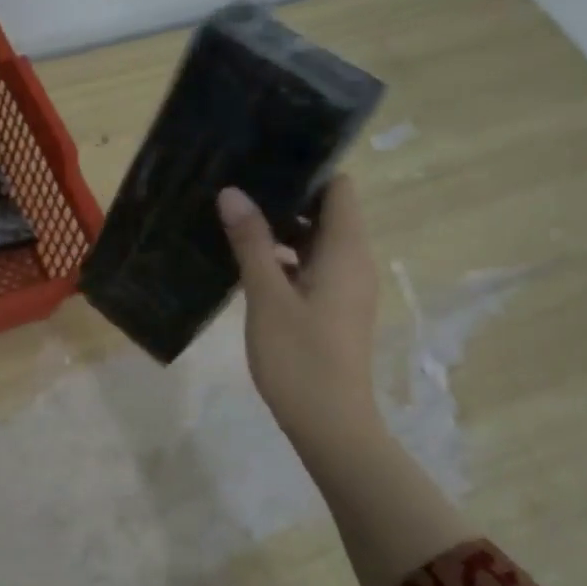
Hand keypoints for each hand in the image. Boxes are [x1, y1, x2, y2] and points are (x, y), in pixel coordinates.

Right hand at [218, 176, 383, 472]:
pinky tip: (249, 263)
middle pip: (328, 212)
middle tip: (238, 189)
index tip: (264, 162)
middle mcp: (354, 261)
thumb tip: (233, 193)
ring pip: (317, 242)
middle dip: (286, 199)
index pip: (339, 188)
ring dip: (282, 231)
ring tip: (235, 220)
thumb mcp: (267, 296)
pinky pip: (313, 267)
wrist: (330, 423)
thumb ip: (252, 242)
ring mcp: (346, 287)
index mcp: (346, 250)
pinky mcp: (335, 309)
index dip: (308, 170)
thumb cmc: (299, 357)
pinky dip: (286, 259)